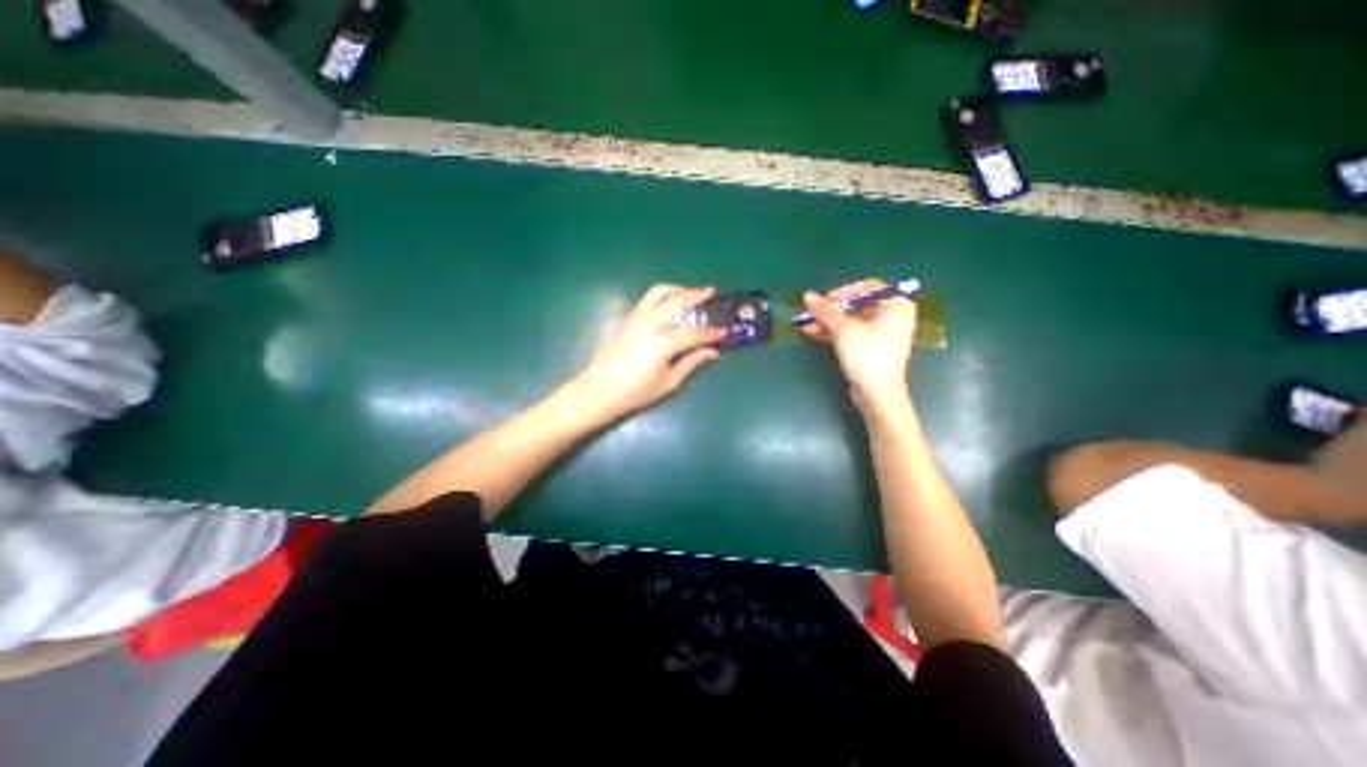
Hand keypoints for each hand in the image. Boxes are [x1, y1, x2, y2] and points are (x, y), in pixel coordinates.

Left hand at [570, 284, 731, 421]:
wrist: (599, 390)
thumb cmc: (636, 392)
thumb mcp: (669, 382)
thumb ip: (692, 362)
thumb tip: (713, 352)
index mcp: (664, 342)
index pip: (695, 334)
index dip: (712, 333)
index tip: (724, 331)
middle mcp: (650, 323)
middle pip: (678, 300)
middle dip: (697, 294)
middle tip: (710, 291)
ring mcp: (635, 317)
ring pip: (658, 292)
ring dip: (676, 288)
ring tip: (686, 292)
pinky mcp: (624, 318)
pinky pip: (645, 301)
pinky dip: (659, 299)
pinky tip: (665, 307)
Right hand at [805, 280, 918, 413]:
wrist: (876, 394)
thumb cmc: (867, 355)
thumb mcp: (843, 329)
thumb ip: (825, 310)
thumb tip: (807, 295)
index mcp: (896, 305)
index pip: (868, 288)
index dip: (844, 291)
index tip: (825, 300)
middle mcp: (892, 317)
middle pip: (857, 305)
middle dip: (832, 310)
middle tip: (812, 312)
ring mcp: (882, 334)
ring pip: (851, 321)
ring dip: (828, 322)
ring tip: (806, 323)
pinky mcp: (871, 349)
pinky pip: (851, 334)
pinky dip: (834, 333)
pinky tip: (813, 332)